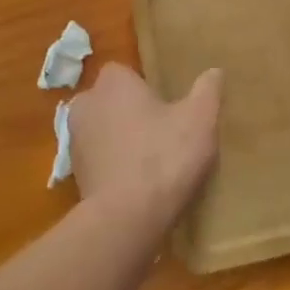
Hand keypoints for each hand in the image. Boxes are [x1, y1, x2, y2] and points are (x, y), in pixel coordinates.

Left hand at [69, 63, 222, 228]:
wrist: (125, 218)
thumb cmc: (163, 156)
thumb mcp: (200, 119)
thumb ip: (207, 90)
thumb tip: (214, 71)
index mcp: (113, 83)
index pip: (127, 72)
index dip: (147, 88)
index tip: (169, 106)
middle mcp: (86, 104)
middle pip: (112, 101)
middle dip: (132, 112)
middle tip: (164, 131)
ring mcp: (75, 141)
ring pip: (103, 130)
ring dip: (121, 139)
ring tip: (152, 159)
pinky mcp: (74, 174)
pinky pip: (99, 160)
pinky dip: (114, 165)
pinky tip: (137, 182)